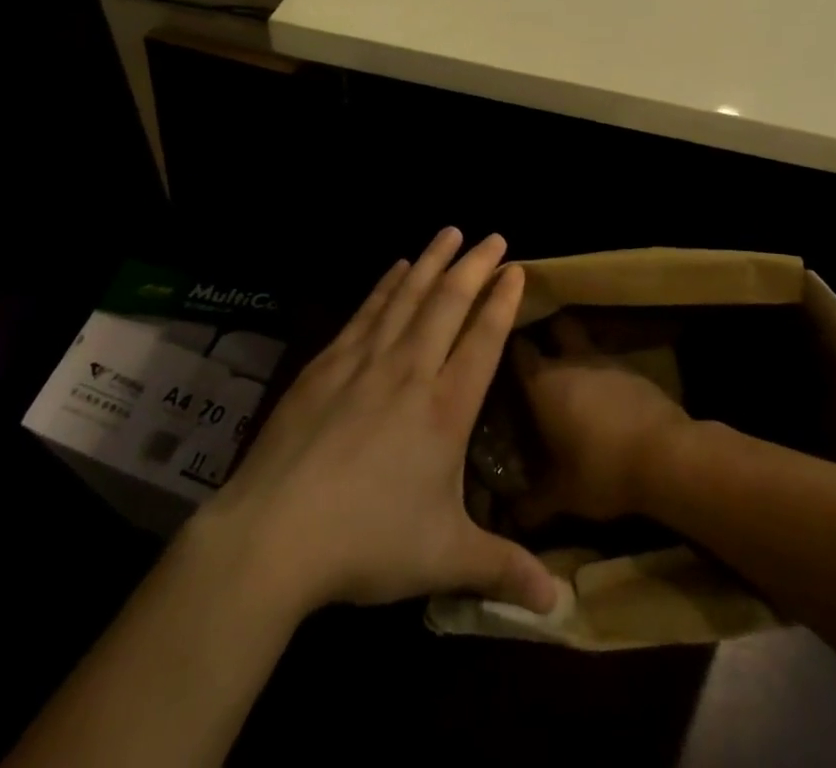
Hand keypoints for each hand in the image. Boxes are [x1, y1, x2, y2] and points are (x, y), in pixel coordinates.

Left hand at [191, 228, 556, 617]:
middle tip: (493, 235)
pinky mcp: (328, 362)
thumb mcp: (444, 559)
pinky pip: (368, 310)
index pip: (483, 339)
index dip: (502, 301)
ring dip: (432, 261)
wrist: (276, 532)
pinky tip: (397, 268)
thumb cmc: (367, 542)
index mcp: (446, 409)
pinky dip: (386, 284)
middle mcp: (411, 371)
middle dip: (474, 265)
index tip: (517, 269)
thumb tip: (559, 603)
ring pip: (408, 296)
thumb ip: (502, 569)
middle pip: (449, 303)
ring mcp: (366, 361)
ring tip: (449, 232)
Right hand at [515, 315, 692, 526]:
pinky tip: (608, 400)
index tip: (504, 358)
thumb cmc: (602, 470)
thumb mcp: (563, 496)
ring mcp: (608, 361)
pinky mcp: (636, 371)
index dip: (510, 349)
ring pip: (587, 343)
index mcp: (544, 383)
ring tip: (575, 380)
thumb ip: (534, 503)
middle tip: (544, 356)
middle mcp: (573, 361)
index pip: (518, 349)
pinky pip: (613, 365)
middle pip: (557, 327)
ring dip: (581, 356)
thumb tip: (511, 516)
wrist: (667, 456)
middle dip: (550, 335)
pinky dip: (606, 377)